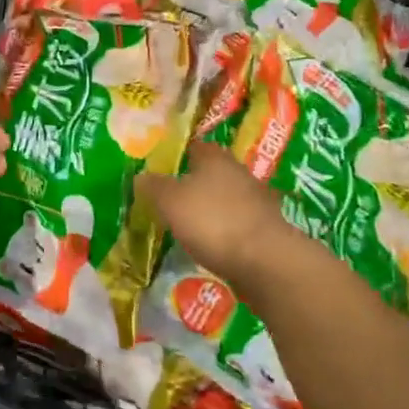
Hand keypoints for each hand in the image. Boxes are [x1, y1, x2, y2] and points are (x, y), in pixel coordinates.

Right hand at [138, 141, 327, 291]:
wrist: (265, 262)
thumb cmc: (212, 220)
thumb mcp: (169, 201)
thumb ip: (154, 186)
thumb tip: (141, 176)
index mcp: (216, 158)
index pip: (195, 146)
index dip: (179, 155)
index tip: (163, 168)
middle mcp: (240, 172)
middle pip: (213, 172)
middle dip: (196, 183)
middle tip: (173, 197)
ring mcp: (258, 202)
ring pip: (228, 198)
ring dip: (213, 208)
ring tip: (190, 225)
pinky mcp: (268, 230)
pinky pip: (240, 224)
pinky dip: (227, 231)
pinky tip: (213, 244)